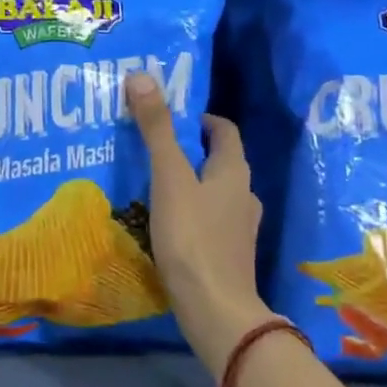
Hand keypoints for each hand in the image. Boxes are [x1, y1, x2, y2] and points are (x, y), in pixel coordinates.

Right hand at [125, 72, 275, 376]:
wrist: (215, 311)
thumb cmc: (192, 237)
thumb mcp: (169, 177)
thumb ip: (156, 129)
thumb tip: (142, 76)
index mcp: (233, 172)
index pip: (224, 131)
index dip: (202, 120)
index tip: (173, 117)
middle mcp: (243, 196)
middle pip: (220, 161)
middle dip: (191, 151)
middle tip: (154, 147)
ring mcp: (239, 229)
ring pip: (215, 193)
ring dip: (191, 183)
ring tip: (155, 184)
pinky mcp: (228, 256)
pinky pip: (210, 221)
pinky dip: (191, 213)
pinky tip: (166, 224)